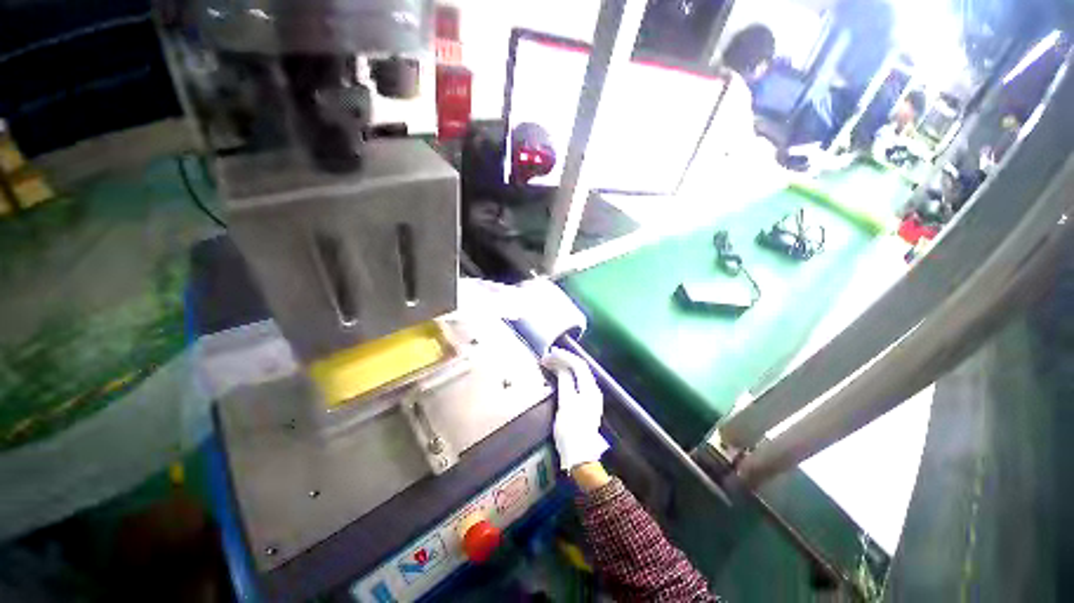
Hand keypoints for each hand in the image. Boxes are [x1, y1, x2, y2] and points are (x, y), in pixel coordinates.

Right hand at [542, 347, 608, 471]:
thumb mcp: (566, 405)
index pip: (578, 365)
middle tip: (547, 357)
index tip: (549, 353)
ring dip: (565, 366)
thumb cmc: (571, 431)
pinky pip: (577, 382)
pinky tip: (558, 376)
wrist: (580, 456)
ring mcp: (591, 397)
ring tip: (550, 363)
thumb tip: (561, 367)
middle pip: (580, 367)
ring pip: (578, 374)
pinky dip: (567, 375)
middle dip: (564, 359)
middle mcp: (593, 390)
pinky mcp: (586, 403)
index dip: (564, 356)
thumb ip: (565, 383)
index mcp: (589, 389)